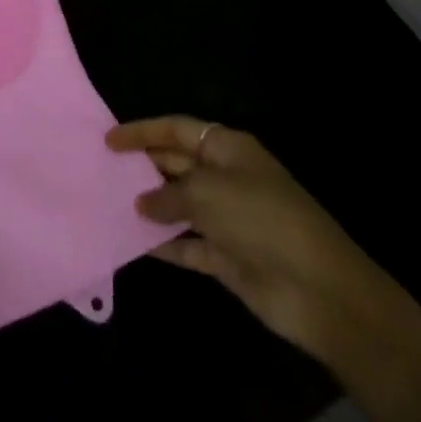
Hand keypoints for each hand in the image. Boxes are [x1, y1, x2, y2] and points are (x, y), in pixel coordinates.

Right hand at [107, 117, 420, 376]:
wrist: (320, 291)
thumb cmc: (261, 220)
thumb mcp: (207, 194)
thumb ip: (167, 195)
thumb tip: (142, 203)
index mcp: (228, 149)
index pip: (176, 130)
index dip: (142, 132)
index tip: (107, 140)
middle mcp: (226, 178)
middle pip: (175, 164)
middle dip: (142, 167)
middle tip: (100, 172)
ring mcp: (227, 219)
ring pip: (178, 205)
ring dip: (148, 207)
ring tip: (107, 204)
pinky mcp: (227, 257)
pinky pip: (187, 244)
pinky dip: (164, 244)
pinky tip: (132, 243)